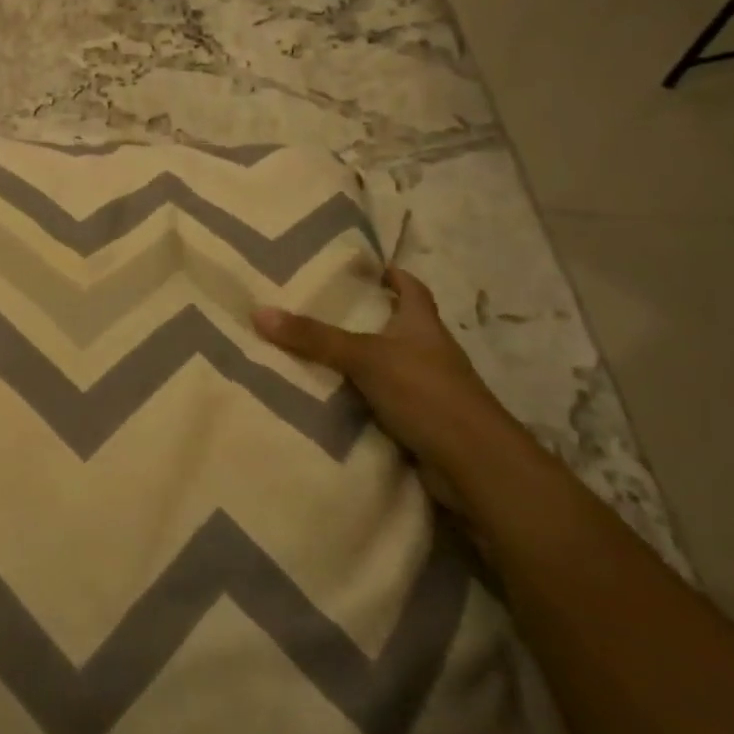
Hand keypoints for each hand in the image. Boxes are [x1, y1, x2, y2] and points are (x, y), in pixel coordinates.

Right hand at [254, 267, 520, 489]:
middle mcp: (429, 351)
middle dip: (365, 317)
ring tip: (314, 350)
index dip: (392, 274)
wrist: (474, 465)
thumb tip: (258, 312)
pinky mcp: (422, 422)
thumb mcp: (364, 357)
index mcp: (423, 324)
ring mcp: (428, 389)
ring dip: (361, 360)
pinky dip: (362, 397)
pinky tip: (331, 397)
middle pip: (397, 325)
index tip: (364, 267)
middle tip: (319, 307)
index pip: (411, 287)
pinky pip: (384, 401)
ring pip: (388, 365)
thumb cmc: (426, 393)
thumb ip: (314, 337)